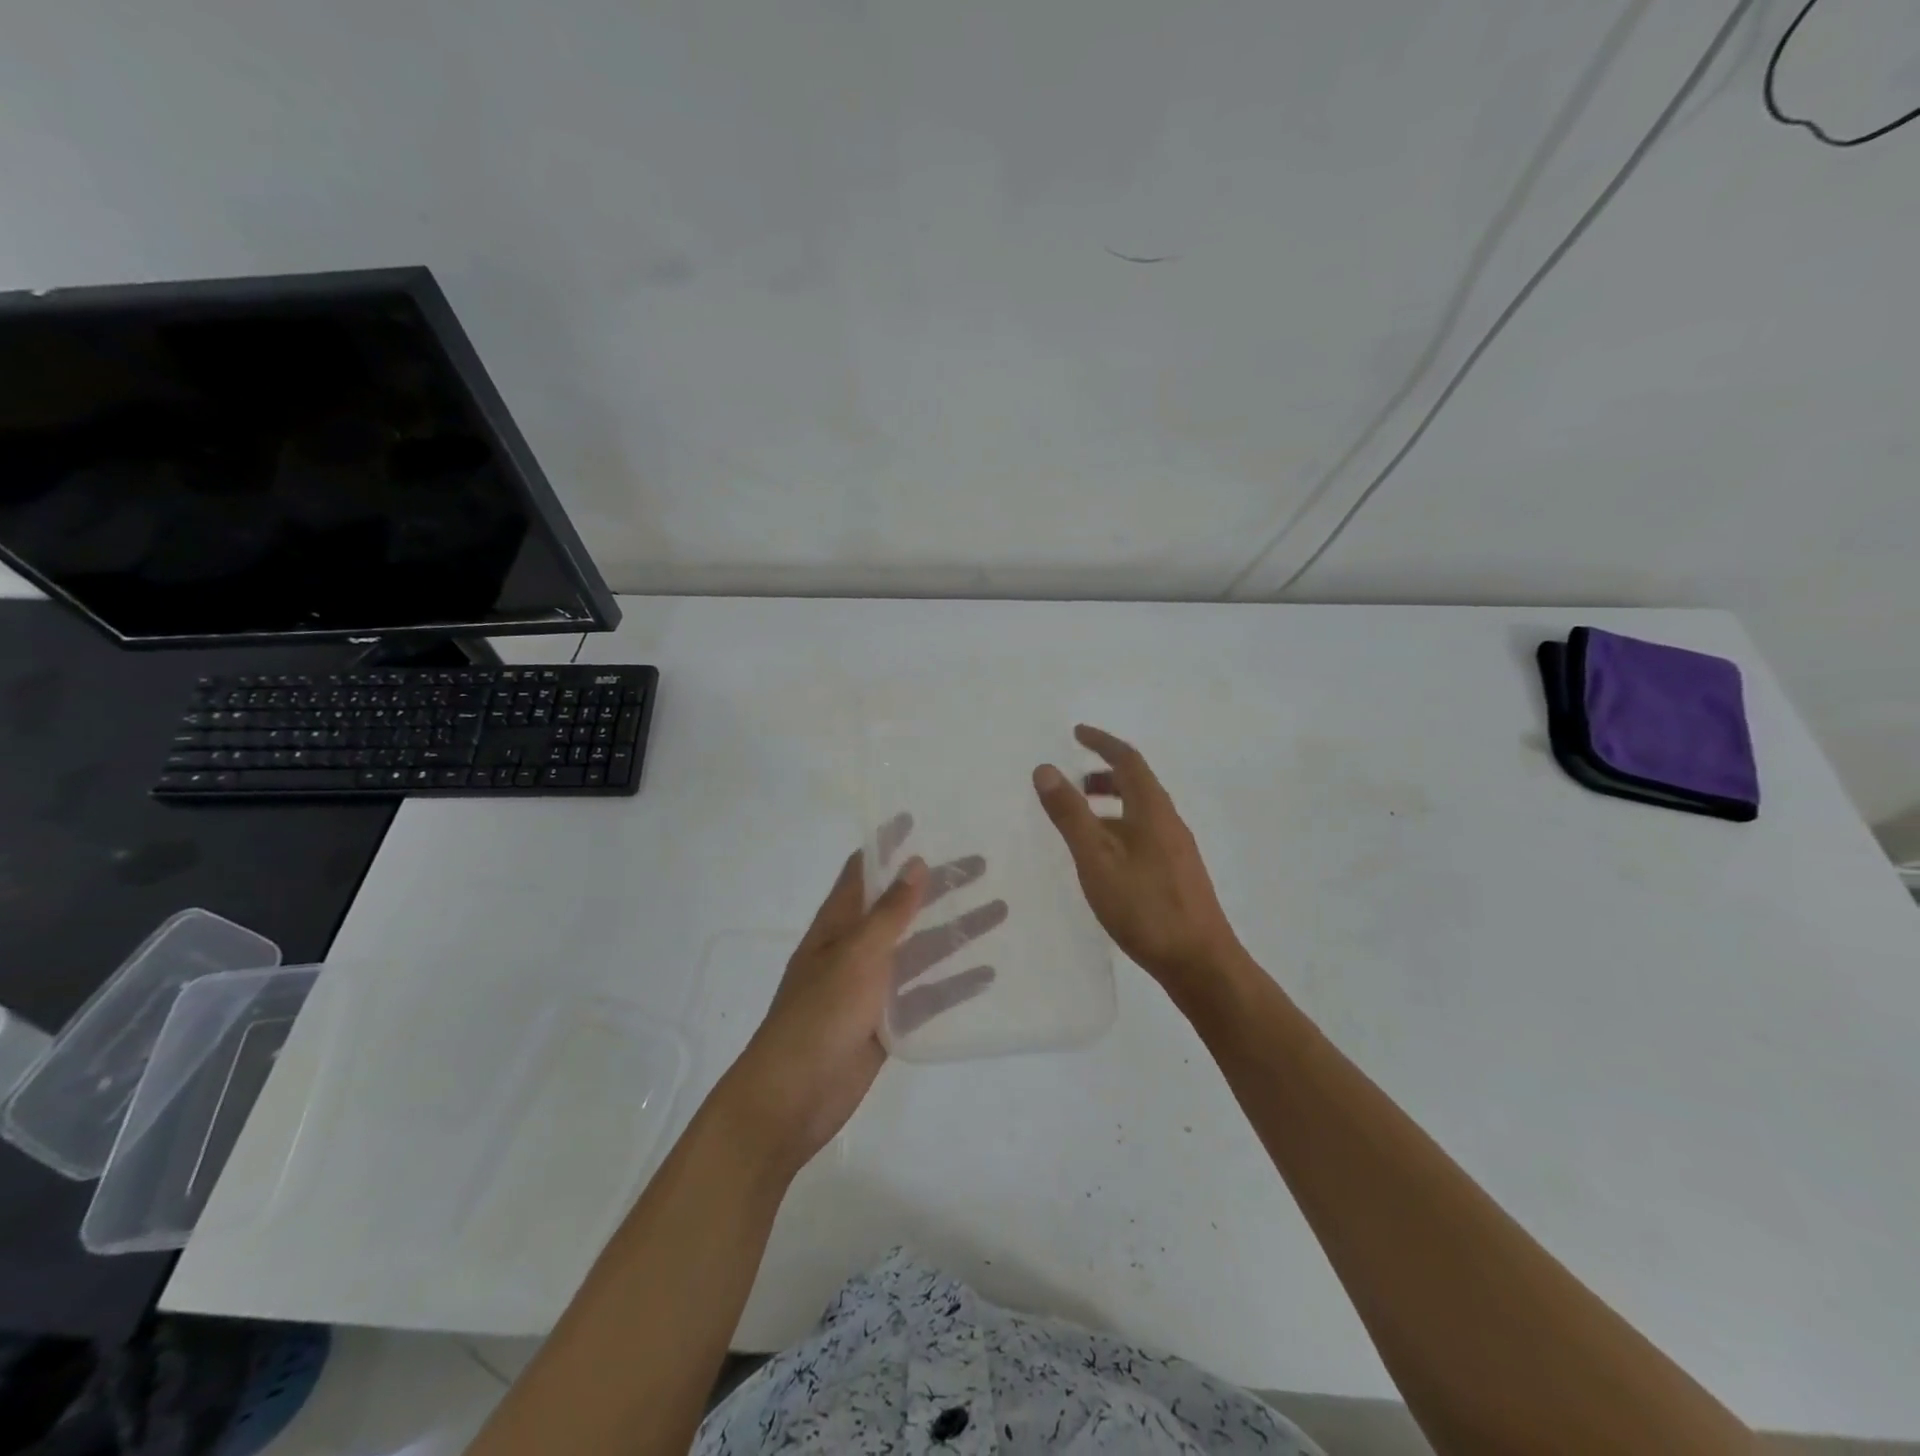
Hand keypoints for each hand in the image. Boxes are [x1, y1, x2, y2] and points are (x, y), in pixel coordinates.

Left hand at [722, 829, 1002, 1171]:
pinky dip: (953, 984)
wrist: (792, 1098)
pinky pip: (925, 996)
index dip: (887, 845)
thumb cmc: (819, 1015)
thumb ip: (889, 913)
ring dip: (955, 932)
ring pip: (920, 951)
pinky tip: (987, 974)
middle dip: (938, 887)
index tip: (915, 819)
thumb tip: (915, 863)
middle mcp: (854, 949)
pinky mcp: (886, 1023)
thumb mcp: (856, 956)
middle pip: (902, 908)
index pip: (863, 872)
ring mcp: (871, 988)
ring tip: (999, 912)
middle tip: (981, 866)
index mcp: (837, 925)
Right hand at [1033, 724, 1242, 998]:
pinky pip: (1145, 834)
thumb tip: (1046, 768)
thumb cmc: (1145, 907)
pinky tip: (1105, 859)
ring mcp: (1177, 850)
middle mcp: (1169, 822)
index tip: (1077, 733)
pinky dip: (1119, 828)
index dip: (1102, 742)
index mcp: (1153, 810)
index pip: (1128, 760)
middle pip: (1137, 784)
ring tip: (1081, 821)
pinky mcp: (1178, 875)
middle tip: (1073, 782)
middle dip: (1104, 774)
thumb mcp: (1096, 858)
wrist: (1200, 963)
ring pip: (1141, 812)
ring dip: (1110, 804)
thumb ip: (1070, 814)